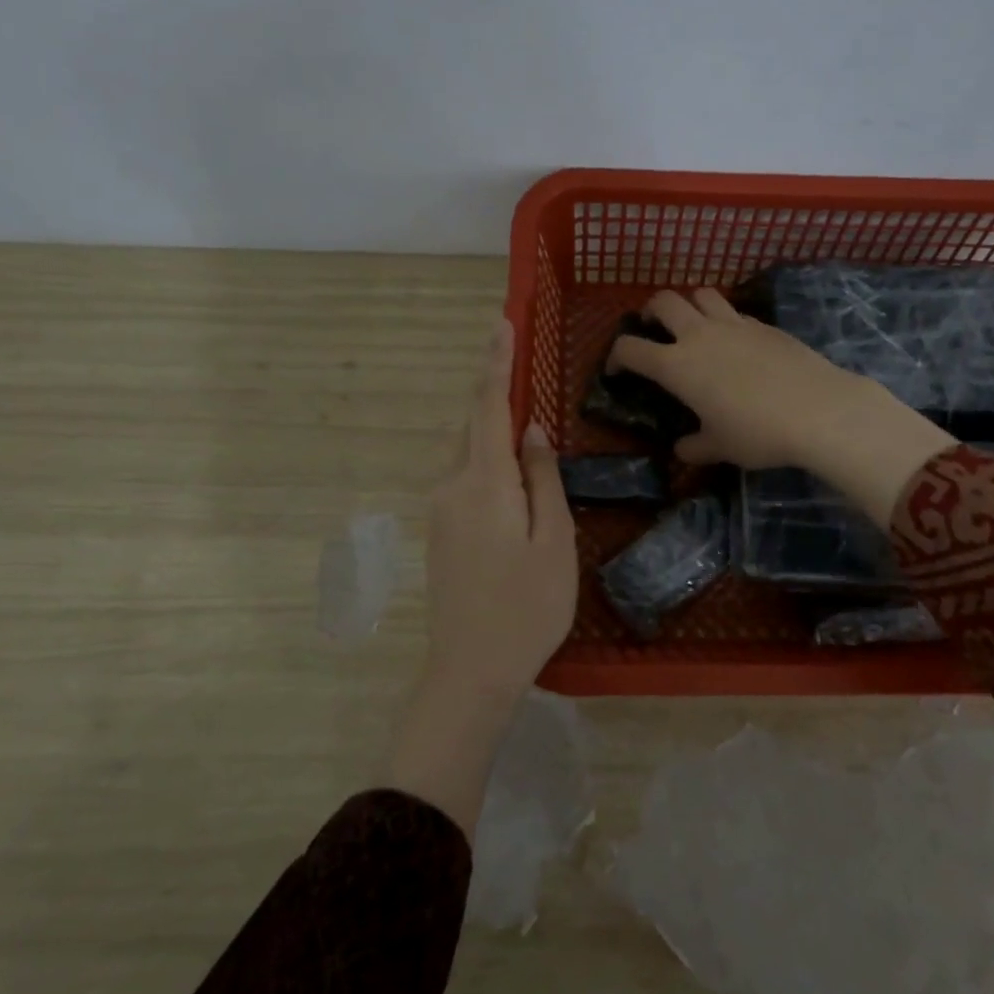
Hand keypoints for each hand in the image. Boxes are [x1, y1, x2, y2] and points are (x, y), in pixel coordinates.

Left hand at [386, 319, 577, 835]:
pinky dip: (487, 459)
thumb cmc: (527, 607)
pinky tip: (512, 475)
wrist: (470, 671)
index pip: (488, 406)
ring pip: (468, 451)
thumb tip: (533, 429)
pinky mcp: (440, 530)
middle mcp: (452, 486)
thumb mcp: (553, 541)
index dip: (496, 362)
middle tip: (522, 367)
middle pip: (474, 425)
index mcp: (484, 483)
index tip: (501, 322)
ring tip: (525, 423)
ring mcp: (440, 509)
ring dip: (493, 429)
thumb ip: (543, 479)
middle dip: (496, 393)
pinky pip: (465, 476)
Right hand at [609, 288, 954, 521]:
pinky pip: (734, 312)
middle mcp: (699, 335)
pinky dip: (724, 319)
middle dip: (650, 312)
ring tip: (692, 325)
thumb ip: (695, 446)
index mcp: (676, 365)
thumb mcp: (720, 447)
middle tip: (652, 329)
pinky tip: (735, 343)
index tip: (616, 370)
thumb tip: (682, 449)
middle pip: (663, 301)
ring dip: (689, 304)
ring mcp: (734, 324)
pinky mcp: (764, 324)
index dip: (615, 357)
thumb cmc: (757, 432)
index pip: (630, 349)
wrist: (818, 409)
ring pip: (701, 294)